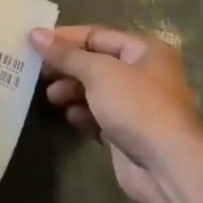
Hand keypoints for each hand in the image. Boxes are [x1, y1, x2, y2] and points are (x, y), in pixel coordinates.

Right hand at [30, 25, 202, 202]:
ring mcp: (137, 105)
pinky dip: (83, 114)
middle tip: (38, 74)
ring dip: (71, 91)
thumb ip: (65, 54)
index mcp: (144, 50)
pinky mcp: (129, 132)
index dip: (64, 38)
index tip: (33, 44)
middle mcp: (144, 73)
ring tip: (52, 98)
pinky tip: (70, 118)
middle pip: (94, 62)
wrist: (169, 168)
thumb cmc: (137, 107)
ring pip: (95, 90)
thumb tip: (34, 33)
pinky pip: (99, 115)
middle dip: (66, 67)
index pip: (96, 35)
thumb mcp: (98, 72)